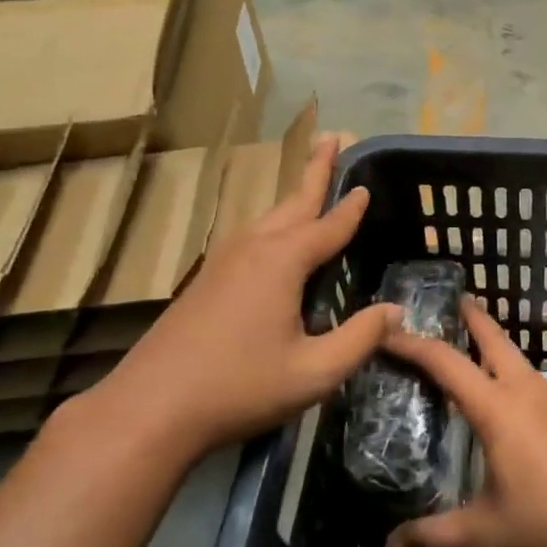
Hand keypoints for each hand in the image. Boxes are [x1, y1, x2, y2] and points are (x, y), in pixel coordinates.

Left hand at [75, 137, 398, 462]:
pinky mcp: (206, 280)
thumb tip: (396, 311)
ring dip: (294, 197)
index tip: (367, 186)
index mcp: (282, 262)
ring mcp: (223, 261)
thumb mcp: (314, 372)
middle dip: (316, 170)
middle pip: (293, 201)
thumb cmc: (239, 387)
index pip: (328, 225)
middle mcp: (253, 249)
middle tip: (333, 137)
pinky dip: (274, 224)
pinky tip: (275, 242)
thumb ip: (360, 339)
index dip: (351, 208)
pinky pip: (251, 237)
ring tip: (311, 184)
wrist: (150, 409)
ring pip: (268, 218)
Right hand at [381, 299, 546, 546]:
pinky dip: (502, 361)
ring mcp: (546, 398)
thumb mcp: (485, 531)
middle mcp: (521, 391)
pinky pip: (522, 372)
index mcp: (496, 408)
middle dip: (468, 316)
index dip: (413, 344)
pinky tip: (496, 384)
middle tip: (444, 302)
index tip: (386, 330)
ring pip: (511, 353)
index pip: (446, 363)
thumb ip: (435, 535)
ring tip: (464, 334)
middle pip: (491, 338)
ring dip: (487, 337)